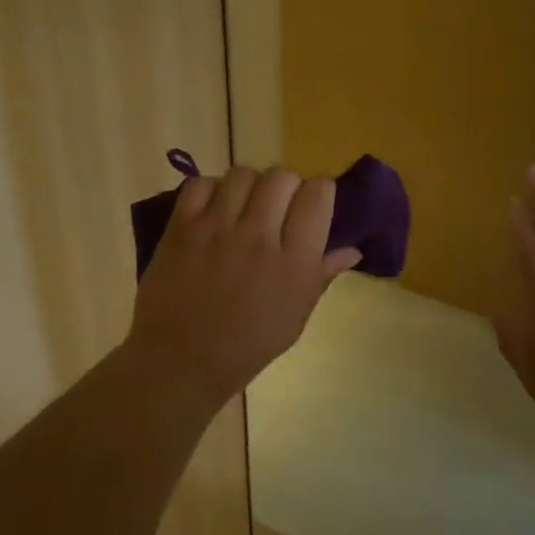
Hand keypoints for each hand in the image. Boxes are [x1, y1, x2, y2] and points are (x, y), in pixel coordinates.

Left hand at [124, 166, 360, 405]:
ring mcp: (217, 229)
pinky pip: (201, 183)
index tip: (312, 206)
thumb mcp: (297, 314)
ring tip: (243, 207)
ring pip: (243, 174)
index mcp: (294, 261)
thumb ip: (322, 274)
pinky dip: (210, 190)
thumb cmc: (248, 344)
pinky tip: (213, 211)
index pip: (318, 194)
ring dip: (249, 186)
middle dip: (285, 186)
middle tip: (277, 208)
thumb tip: (352, 250)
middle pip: (282, 176)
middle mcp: (259, 237)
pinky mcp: (181, 227)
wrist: (182, 360)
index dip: (319, 192)